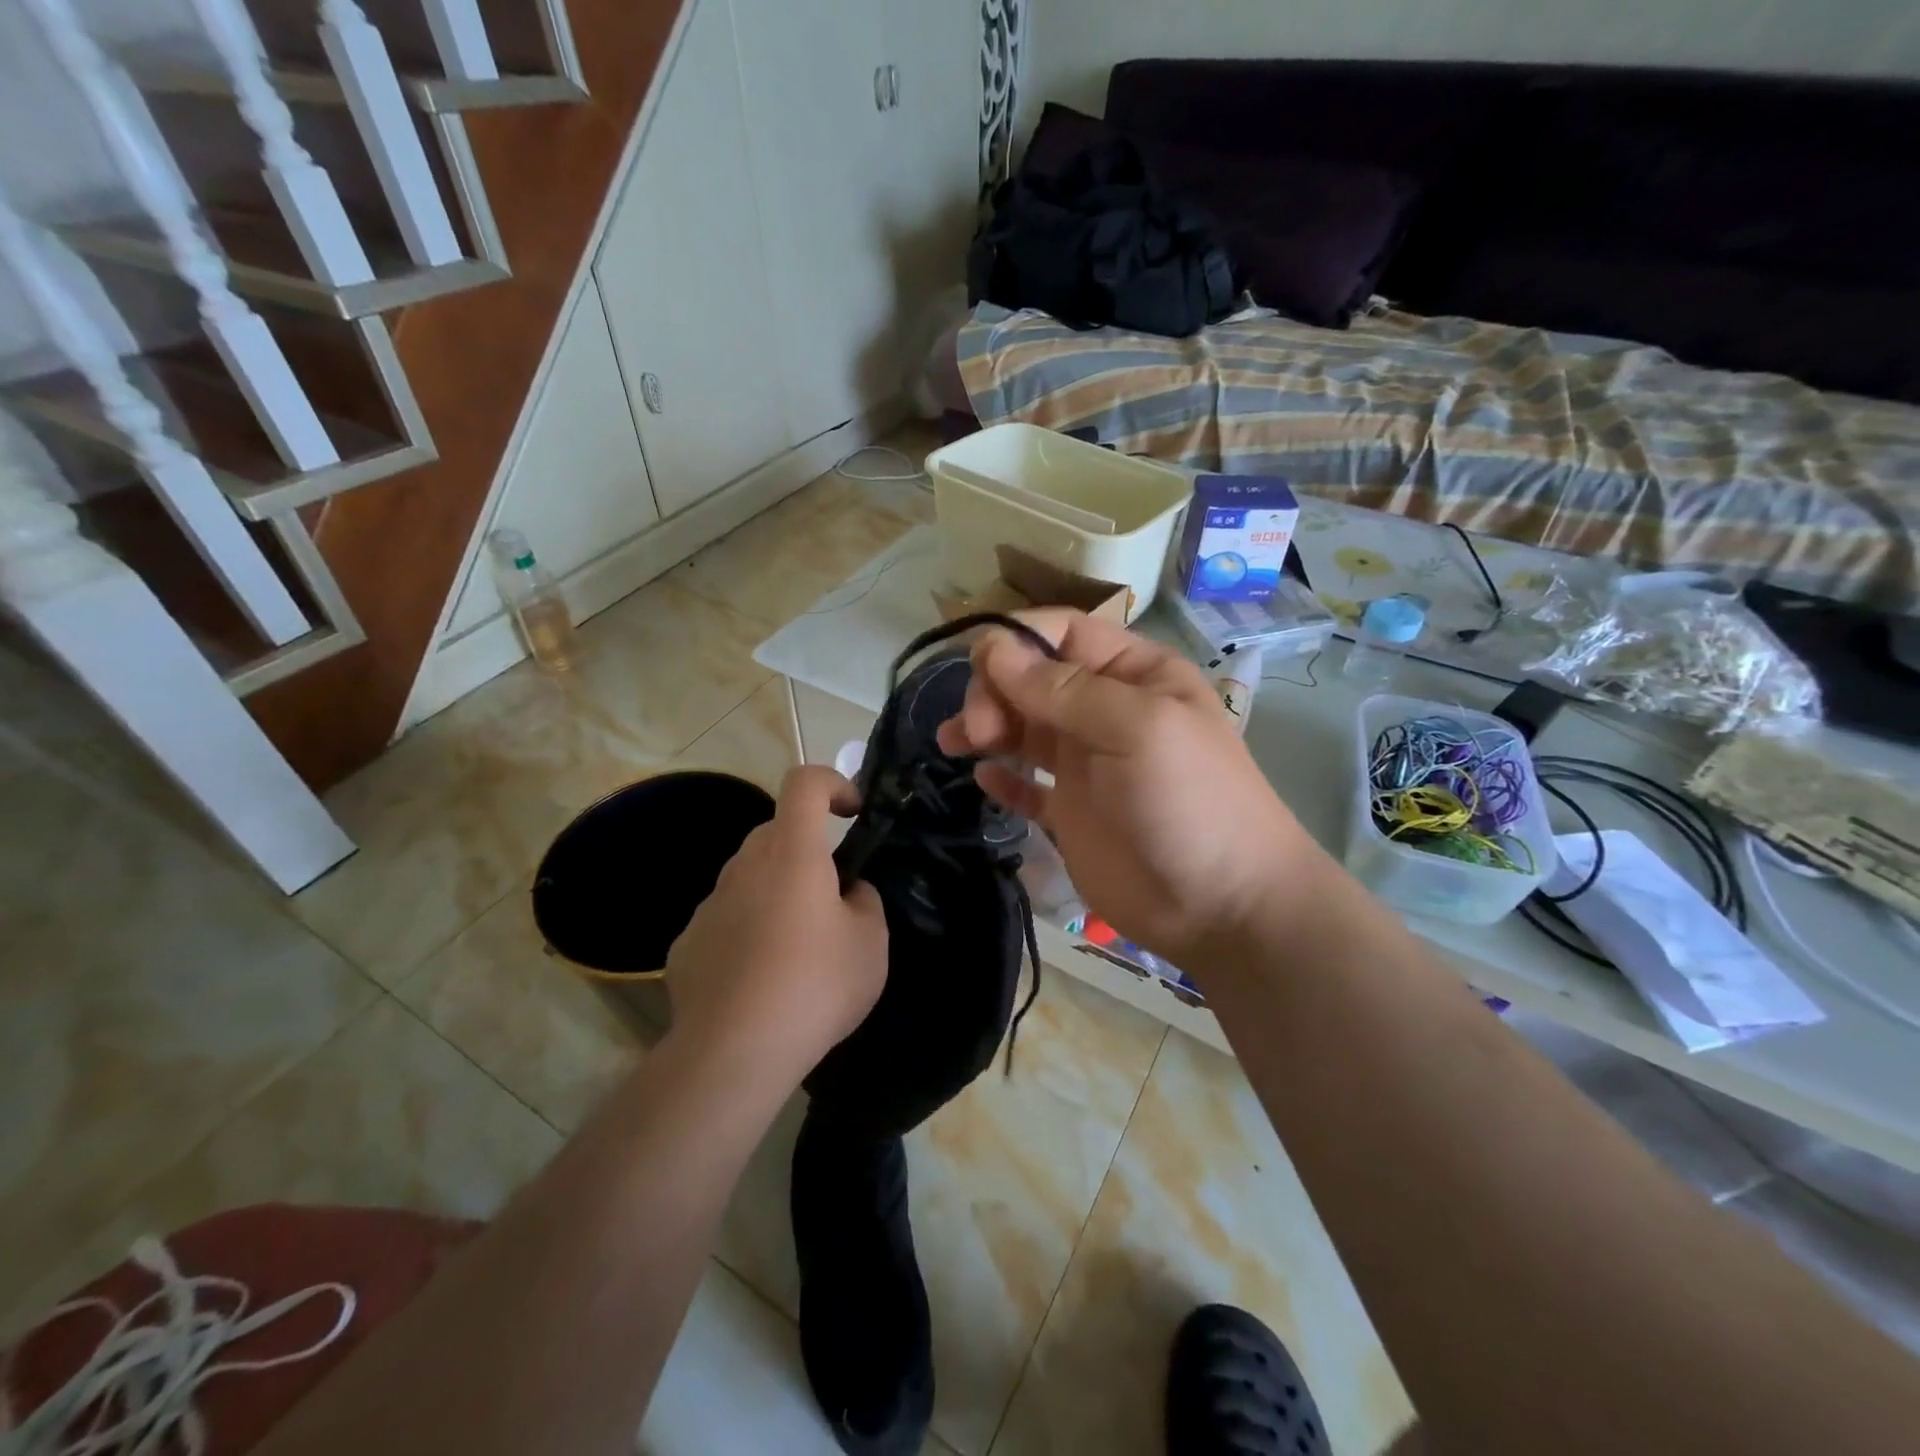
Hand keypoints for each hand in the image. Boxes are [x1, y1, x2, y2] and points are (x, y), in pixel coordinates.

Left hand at [664, 766, 887, 1086]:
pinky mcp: (687, 943)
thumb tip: (848, 892)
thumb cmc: (814, 985)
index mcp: (792, 853)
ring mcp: (709, 904)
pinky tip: (757, 980)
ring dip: (776, 893)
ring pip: (750, 877)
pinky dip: (746, 931)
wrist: (734, 1052)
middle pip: (777, 833)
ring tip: (796, 950)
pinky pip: (725, 919)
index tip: (852, 814)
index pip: (804, 782)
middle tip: (832, 899)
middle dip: (808, 851)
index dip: (833, 783)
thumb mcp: (871, 944)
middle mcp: (744, 866)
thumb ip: (865, 902)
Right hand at [936, 610, 1320, 966]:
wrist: (1221, 906)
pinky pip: (1025, 784)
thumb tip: (995, 648)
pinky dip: (1001, 776)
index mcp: (1132, 674)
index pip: (1063, 633)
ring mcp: (1085, 763)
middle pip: (1032, 679)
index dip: (1017, 639)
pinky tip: (982, 777)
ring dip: (984, 726)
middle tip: (978, 729)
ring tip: (955, 742)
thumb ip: (1064, 689)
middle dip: (995, 690)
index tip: (977, 665)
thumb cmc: (1189, 801)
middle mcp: (1104, 711)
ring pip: (1021, 727)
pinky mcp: (1069, 812)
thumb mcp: (1137, 728)